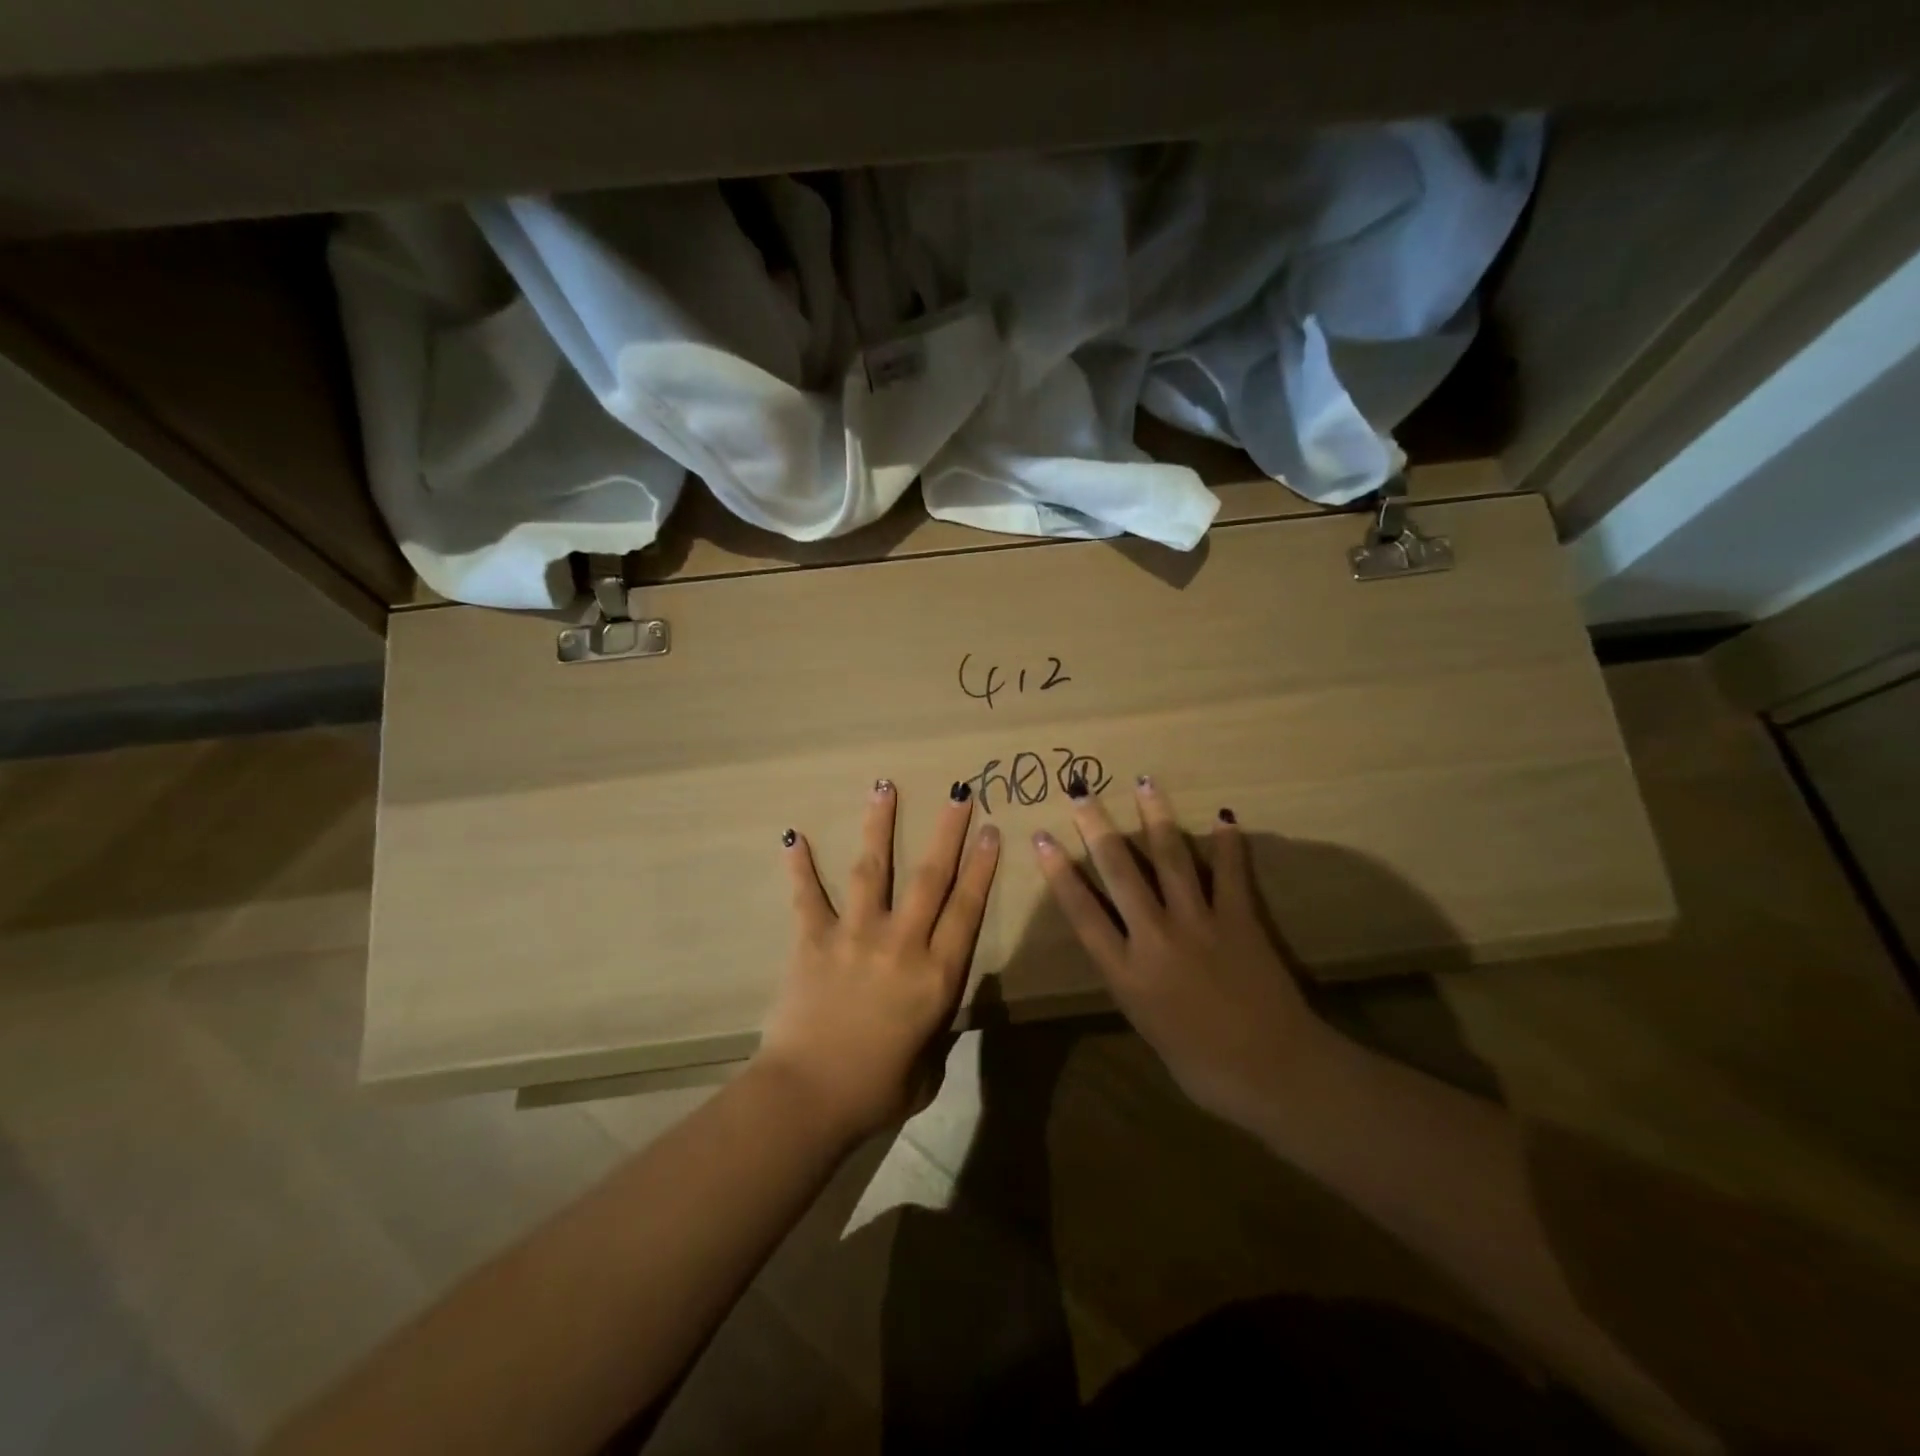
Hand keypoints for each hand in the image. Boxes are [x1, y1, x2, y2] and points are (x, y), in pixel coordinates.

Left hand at [758, 780, 1000, 1143]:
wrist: (808, 1098)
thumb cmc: (875, 1092)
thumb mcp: (927, 1068)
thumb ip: (935, 1031)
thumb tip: (930, 1011)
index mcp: (936, 975)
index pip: (966, 909)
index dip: (981, 867)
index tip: (990, 830)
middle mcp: (900, 944)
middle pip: (930, 877)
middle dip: (947, 831)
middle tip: (959, 792)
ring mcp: (855, 936)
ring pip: (872, 869)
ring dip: (880, 825)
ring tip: (884, 787)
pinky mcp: (814, 940)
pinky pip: (807, 896)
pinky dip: (800, 866)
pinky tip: (793, 835)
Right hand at [1033, 778, 1323, 1124]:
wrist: (1272, 1073)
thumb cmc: (1202, 1065)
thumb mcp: (1145, 1024)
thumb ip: (1130, 979)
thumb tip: (1124, 947)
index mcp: (1125, 972)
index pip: (1082, 910)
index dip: (1058, 871)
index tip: (1042, 837)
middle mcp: (1154, 937)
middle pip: (1119, 871)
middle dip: (1097, 827)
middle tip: (1080, 791)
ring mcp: (1198, 923)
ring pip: (1169, 858)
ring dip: (1155, 817)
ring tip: (1144, 782)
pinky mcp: (1239, 919)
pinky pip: (1230, 873)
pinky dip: (1227, 844)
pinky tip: (1222, 817)